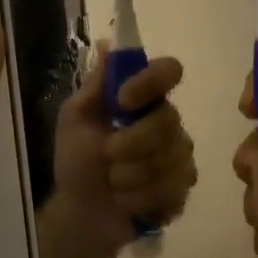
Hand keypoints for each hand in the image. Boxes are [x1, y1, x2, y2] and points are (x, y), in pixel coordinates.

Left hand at [48, 44, 196, 247]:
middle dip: (131, 142)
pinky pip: (173, 189)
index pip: (168, 71)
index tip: (123, 100)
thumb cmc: (77, 162)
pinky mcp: (182, 189)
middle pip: (168, 120)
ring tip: (112, 184)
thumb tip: (106, 43)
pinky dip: (140, 199)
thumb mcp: (75, 120)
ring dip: (130, 175)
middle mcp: (168, 123)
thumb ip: (95, 86)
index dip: (150, 82)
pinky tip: (125, 202)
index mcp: (144, 100)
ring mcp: (179, 157)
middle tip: (106, 155)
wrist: (81, 213)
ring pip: (170, 158)